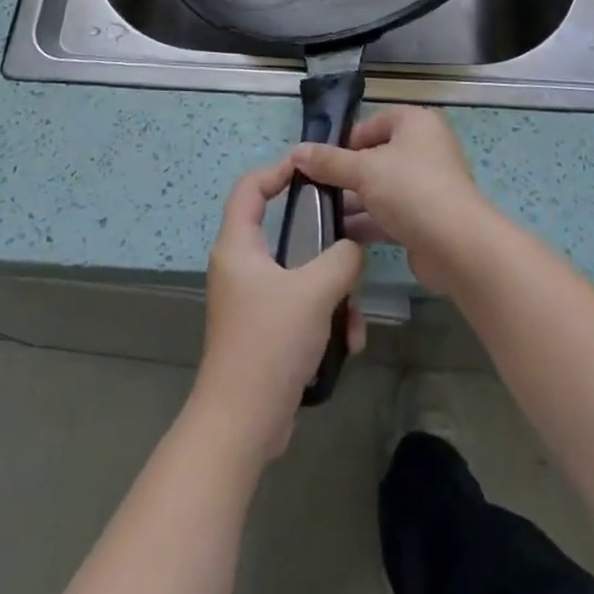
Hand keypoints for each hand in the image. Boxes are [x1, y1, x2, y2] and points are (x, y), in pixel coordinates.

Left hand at [192, 158, 365, 459]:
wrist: (242, 424)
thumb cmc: (270, 342)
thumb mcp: (315, 291)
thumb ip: (342, 258)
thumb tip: (353, 248)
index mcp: (238, 245)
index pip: (250, 187)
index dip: (278, 170)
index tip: (313, 171)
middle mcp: (240, 266)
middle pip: (284, 231)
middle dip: (324, 244)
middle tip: (352, 244)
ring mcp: (251, 300)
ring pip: (300, 274)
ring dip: (333, 292)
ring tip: (354, 319)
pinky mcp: (264, 330)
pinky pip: (301, 307)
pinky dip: (325, 319)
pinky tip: (347, 344)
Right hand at [291, 105, 495, 295]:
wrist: (456, 247)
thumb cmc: (410, 190)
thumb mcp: (363, 170)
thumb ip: (328, 162)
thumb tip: (296, 152)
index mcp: (416, 123)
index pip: (373, 123)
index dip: (346, 140)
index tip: (320, 160)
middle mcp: (424, 149)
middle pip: (376, 156)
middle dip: (346, 174)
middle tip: (314, 188)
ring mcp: (427, 185)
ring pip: (381, 188)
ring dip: (353, 201)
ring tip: (318, 214)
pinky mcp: (426, 219)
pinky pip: (389, 214)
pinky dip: (367, 222)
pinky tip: (338, 236)